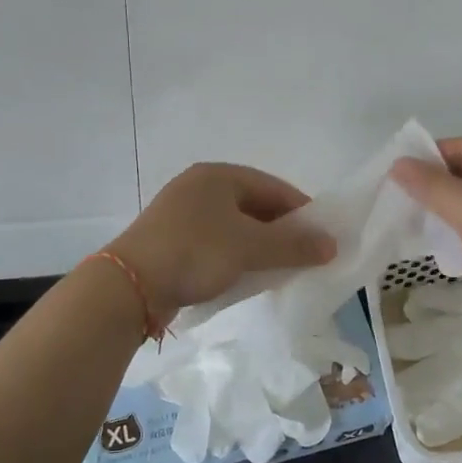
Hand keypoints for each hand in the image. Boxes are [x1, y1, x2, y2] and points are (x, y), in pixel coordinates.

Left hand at [109, 163, 336, 321]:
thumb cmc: (195, 253)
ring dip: (260, 246)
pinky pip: (216, 242)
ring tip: (280, 269)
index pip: (274, 187)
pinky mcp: (172, 240)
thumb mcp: (250, 247)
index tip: (324, 237)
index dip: (303, 211)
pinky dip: (236, 256)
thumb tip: (332, 245)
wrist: (129, 287)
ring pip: (235, 226)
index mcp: (218, 176)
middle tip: (305, 256)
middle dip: (282, 231)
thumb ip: (293, 245)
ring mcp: (182, 213)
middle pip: (255, 205)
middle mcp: (200, 187)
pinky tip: (247, 276)